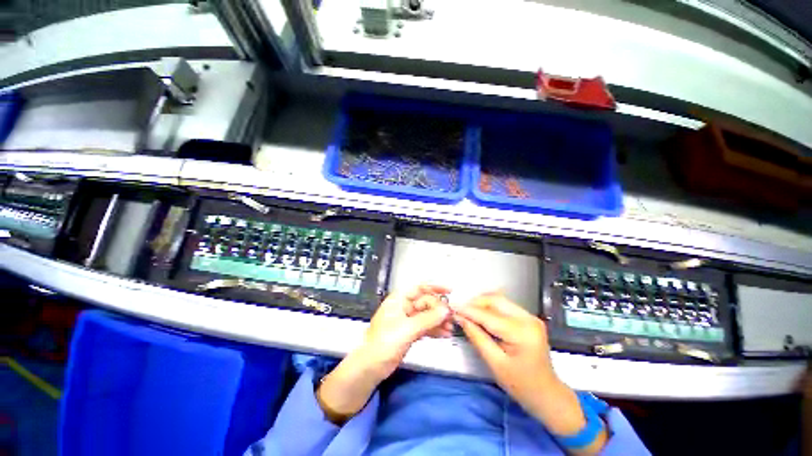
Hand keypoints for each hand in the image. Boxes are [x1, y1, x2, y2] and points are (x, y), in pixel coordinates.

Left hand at [316, 285, 452, 423]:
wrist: (370, 368)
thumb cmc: (385, 343)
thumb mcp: (408, 329)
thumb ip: (428, 319)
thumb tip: (446, 310)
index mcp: (398, 299)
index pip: (419, 288)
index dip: (434, 288)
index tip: (449, 291)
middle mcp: (403, 307)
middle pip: (425, 303)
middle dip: (439, 309)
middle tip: (451, 317)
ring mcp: (407, 320)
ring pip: (426, 315)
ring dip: (439, 320)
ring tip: (450, 327)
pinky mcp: (409, 332)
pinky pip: (425, 326)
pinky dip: (434, 329)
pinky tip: (444, 334)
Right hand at [454, 293, 607, 453]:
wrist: (548, 394)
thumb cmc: (521, 385)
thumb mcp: (495, 363)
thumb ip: (477, 337)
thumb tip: (460, 318)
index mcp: (522, 333)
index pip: (489, 315)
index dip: (468, 310)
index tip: (452, 307)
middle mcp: (528, 319)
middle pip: (495, 299)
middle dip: (475, 302)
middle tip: (460, 310)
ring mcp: (530, 317)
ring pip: (499, 299)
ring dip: (482, 303)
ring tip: (467, 312)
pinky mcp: (528, 318)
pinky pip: (504, 305)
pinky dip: (490, 307)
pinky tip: (481, 314)